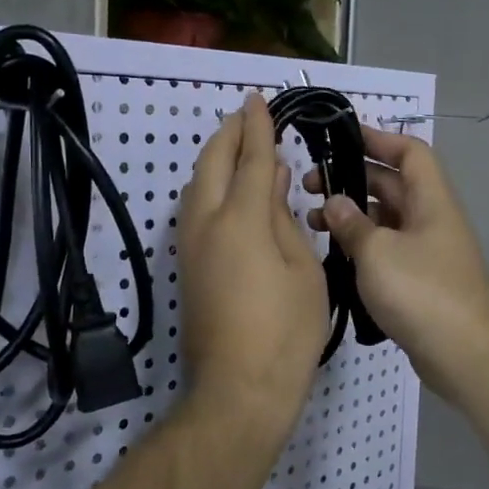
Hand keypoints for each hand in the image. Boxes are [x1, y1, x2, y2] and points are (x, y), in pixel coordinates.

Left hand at [176, 93, 328, 449]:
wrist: (239, 388)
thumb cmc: (286, 330)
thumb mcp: (303, 270)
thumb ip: (285, 218)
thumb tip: (274, 181)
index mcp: (241, 220)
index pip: (251, 159)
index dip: (257, 127)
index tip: (258, 100)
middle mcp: (206, 224)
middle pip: (212, 164)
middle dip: (228, 135)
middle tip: (245, 116)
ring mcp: (190, 246)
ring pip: (195, 186)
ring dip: (215, 159)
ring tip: (237, 148)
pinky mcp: (186, 267)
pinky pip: (194, 210)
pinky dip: (209, 187)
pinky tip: (228, 191)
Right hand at [308, 127, 488, 405]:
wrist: (464, 353)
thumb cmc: (421, 290)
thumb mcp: (377, 251)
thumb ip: (351, 223)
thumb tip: (334, 202)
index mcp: (430, 199)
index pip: (409, 152)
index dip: (378, 139)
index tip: (340, 139)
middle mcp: (430, 219)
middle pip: (391, 185)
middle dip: (351, 178)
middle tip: (308, 186)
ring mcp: (425, 251)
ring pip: (384, 219)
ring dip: (351, 215)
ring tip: (312, 222)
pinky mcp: (417, 280)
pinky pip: (385, 249)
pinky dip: (360, 246)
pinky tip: (332, 255)